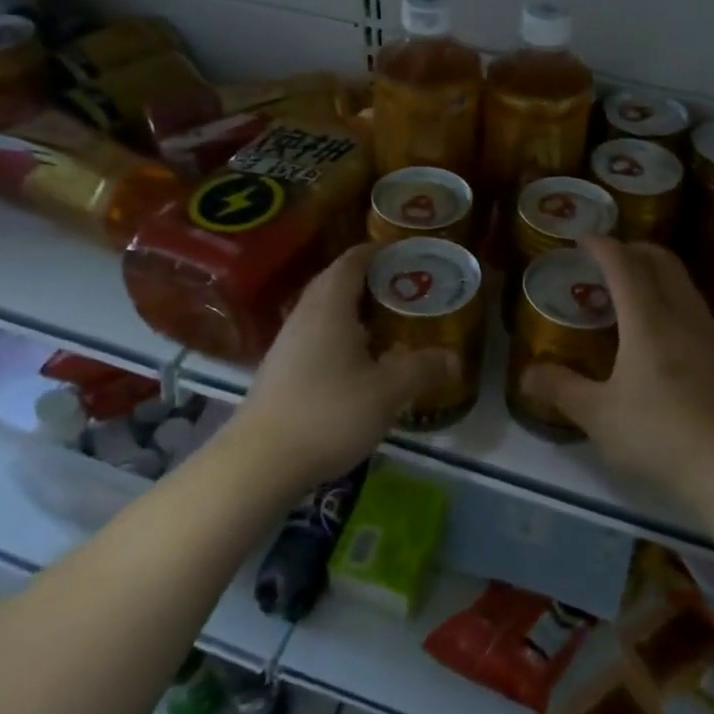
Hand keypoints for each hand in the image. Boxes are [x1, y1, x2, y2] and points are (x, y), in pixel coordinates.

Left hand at [232, 243, 455, 493]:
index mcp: (330, 307)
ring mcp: (287, 344)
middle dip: (367, 278)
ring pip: (323, 311)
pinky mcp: (280, 371)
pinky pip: (315, 336)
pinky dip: (339, 334)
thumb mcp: (387, 392)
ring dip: (352, 308)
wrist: (260, 462)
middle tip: (403, 286)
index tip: (403, 251)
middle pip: (334, 282)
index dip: (376, 251)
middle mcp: (305, 316)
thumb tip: (454, 358)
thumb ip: (422, 369)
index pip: (351, 262)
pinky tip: (357, 361)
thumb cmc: (328, 413)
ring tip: (385, 321)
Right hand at [522, 237, 713, 497]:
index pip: (625, 266)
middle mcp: (680, 316)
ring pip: (682, 282)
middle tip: (606, 258)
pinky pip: (691, 305)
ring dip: (655, 271)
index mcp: (648, 321)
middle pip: (662, 261)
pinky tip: (655, 327)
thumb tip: (527, 374)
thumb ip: (561, 389)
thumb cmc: (657, 435)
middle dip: (633, 249)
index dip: (602, 246)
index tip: (582, 238)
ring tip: (628, 289)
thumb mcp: (598, 415)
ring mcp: (706, 334)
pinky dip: (669, 295)